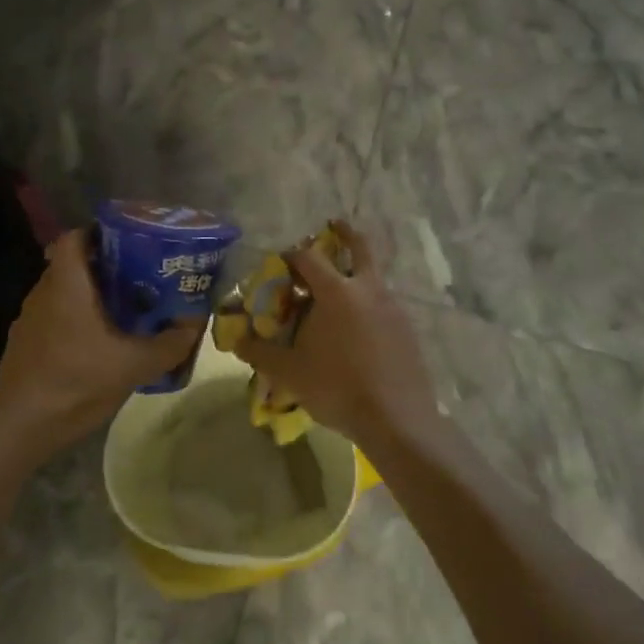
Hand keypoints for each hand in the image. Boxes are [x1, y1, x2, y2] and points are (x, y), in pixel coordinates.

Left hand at [0, 229, 202, 454]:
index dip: (98, 232)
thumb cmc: (76, 382)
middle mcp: (43, 293)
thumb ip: (168, 345)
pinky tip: (97, 346)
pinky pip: (54, 318)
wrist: (21, 427)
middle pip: (72, 265)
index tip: (127, 242)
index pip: (74, 238)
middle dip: (105, 267)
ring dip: (90, 296)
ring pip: (63, 293)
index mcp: (66, 285)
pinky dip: (76, 321)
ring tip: (124, 311)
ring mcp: (29, 320)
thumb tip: (193, 327)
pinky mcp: (24, 344)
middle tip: (139, 277)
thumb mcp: (133, 365)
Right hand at [232, 221, 438, 447]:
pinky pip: (385, 303)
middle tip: (334, 225)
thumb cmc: (337, 387)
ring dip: (358, 272)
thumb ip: (260, 352)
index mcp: (337, 292)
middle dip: (345, 233)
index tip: (281, 261)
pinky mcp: (408, 328)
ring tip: (340, 290)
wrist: (396, 418)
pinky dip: (370, 301)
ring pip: (374, 276)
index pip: (309, 258)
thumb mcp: (290, 372)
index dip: (292, 255)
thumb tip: (235, 340)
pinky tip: (360, 326)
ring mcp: (393, 307)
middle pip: (359, 247)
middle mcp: (368, 289)